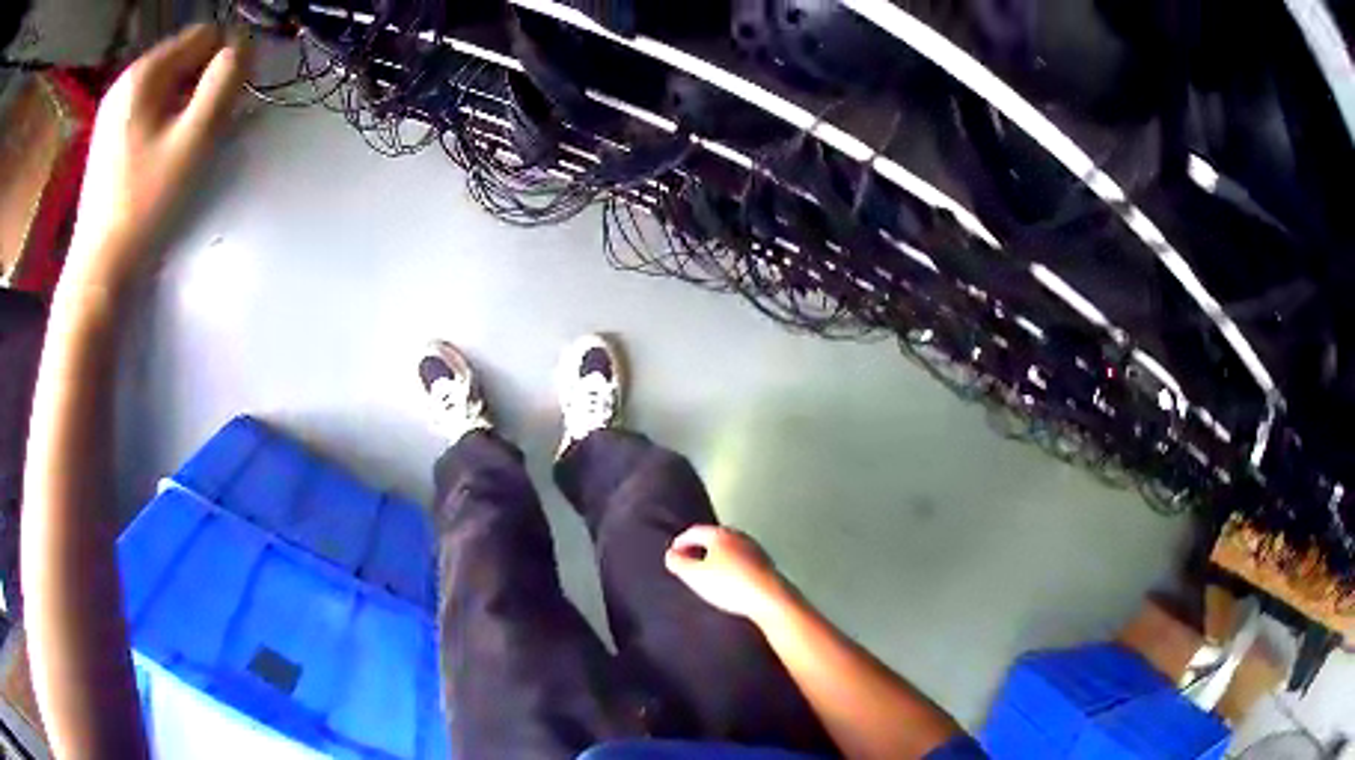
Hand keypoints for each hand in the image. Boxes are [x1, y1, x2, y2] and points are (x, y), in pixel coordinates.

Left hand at [66, 25, 245, 292]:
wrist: (99, 269)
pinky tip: (158, 154)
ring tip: (177, 148)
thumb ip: (225, 81)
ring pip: (168, 82)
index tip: (219, 109)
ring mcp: (114, 106)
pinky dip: (163, 118)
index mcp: (145, 71)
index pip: (206, 34)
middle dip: (200, 85)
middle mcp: (127, 78)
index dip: (222, 64)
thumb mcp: (194, 138)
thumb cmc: (145, 204)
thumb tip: (245, 46)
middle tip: (197, 134)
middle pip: (185, 56)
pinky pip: (149, 104)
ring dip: (183, 104)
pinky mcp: (109, 131)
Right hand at [665, 525, 790, 621]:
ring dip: (715, 557)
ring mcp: (754, 549)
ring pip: (728, 548)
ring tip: (706, 572)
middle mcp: (739, 536)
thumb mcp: (695, 576)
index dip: (680, 541)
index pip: (694, 531)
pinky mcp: (765, 564)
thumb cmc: (732, 586)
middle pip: (713, 537)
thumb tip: (671, 555)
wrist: (770, 599)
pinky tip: (727, 581)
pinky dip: (730, 566)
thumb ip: (678, 563)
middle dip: (698, 548)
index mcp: (720, 534)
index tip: (673, 551)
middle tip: (687, 560)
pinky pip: (740, 560)